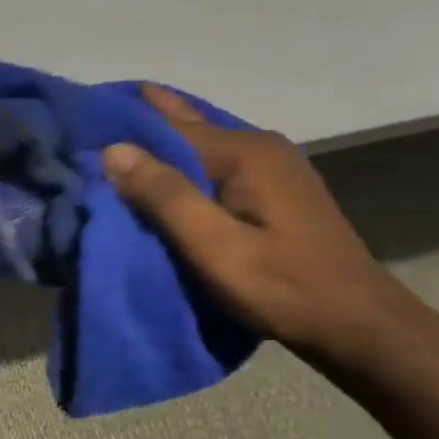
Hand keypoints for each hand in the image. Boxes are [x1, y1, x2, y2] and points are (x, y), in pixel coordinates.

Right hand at [102, 85, 413, 360]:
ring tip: (116, 133)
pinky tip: (161, 167)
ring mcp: (270, 168)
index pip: (170, 126)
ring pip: (199, 148)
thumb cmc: (281, 287)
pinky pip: (212, 166)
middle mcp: (260, 148)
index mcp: (245, 153)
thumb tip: (113, 149)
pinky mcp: (271, 191)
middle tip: (92, 114)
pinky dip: (180, 164)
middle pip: (187, 129)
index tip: (82, 119)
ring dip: (160, 145)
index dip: (125, 124)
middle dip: (141, 123)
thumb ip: (166, 196)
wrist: (356, 324)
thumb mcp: (215, 247)